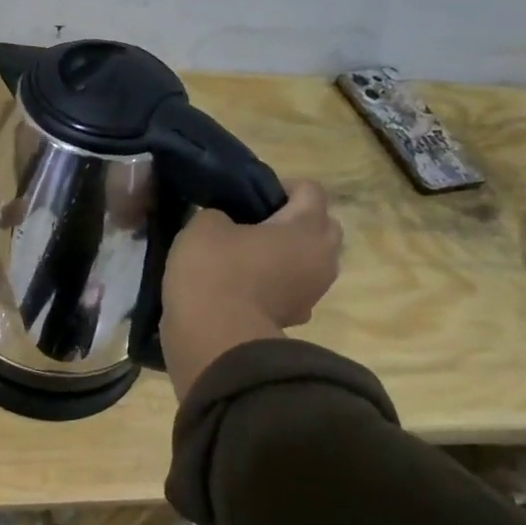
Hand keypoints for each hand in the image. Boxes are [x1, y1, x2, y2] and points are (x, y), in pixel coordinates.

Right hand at [160, 181, 343, 399]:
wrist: (214, 338)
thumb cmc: (214, 271)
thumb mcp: (203, 226)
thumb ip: (219, 214)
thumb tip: (226, 224)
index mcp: (307, 227)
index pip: (310, 190)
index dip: (280, 186)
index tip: (249, 195)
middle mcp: (322, 258)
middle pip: (321, 226)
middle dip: (294, 220)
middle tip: (254, 223)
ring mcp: (313, 293)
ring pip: (309, 261)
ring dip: (286, 255)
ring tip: (246, 256)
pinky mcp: (296, 319)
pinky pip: (292, 289)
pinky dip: (275, 284)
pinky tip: (243, 287)